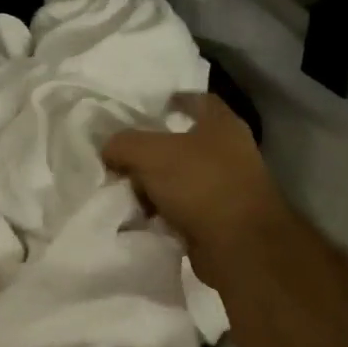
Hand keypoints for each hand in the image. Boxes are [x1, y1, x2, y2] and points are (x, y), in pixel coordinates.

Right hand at [102, 92, 289, 287]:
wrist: (239, 246)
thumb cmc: (201, 185)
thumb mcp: (151, 154)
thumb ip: (123, 144)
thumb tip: (108, 149)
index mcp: (222, 125)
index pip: (199, 100)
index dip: (174, 100)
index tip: (146, 109)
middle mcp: (228, 153)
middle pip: (181, 144)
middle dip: (151, 152)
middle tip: (121, 158)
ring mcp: (225, 188)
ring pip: (178, 180)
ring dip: (153, 187)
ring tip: (125, 193)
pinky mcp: (218, 220)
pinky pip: (181, 211)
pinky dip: (162, 214)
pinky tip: (140, 219)